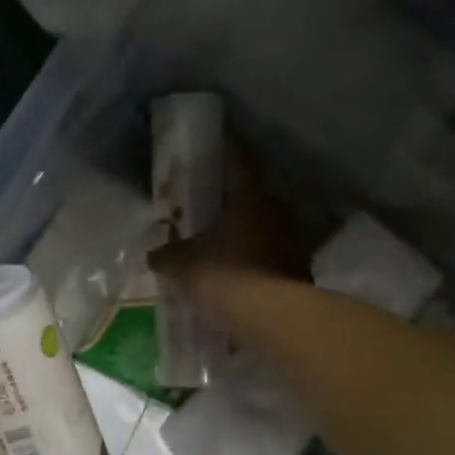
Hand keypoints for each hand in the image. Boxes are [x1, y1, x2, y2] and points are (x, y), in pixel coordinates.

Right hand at [149, 146, 308, 297]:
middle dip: (233, 200)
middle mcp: (277, 210)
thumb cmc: (226, 275)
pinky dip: (257, 260)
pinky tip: (241, 273)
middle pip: (253, 196)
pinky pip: (273, 256)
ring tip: (224, 243)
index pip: (239, 160)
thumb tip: (154, 255)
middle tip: (212, 204)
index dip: (228, 147)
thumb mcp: (185, 265)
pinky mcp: (301, 269)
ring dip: (247, 232)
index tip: (220, 137)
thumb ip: (167, 256)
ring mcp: (294, 240)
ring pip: (265, 227)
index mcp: (250, 196)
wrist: (272, 317)